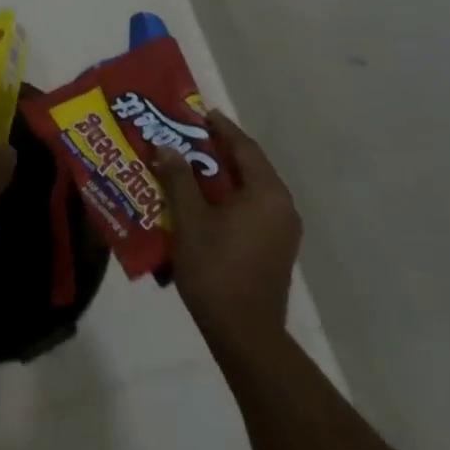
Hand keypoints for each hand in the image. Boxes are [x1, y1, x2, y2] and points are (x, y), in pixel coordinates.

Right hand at [154, 110, 302, 358]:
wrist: (245, 336)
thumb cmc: (217, 270)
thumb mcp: (190, 220)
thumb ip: (179, 179)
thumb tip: (167, 147)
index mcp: (267, 193)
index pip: (244, 147)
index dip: (221, 128)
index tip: (199, 112)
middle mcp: (282, 206)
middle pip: (250, 166)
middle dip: (219, 150)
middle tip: (188, 136)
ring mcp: (282, 231)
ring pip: (251, 189)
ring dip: (223, 175)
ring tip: (190, 166)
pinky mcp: (275, 250)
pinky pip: (253, 209)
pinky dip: (230, 197)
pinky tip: (203, 201)